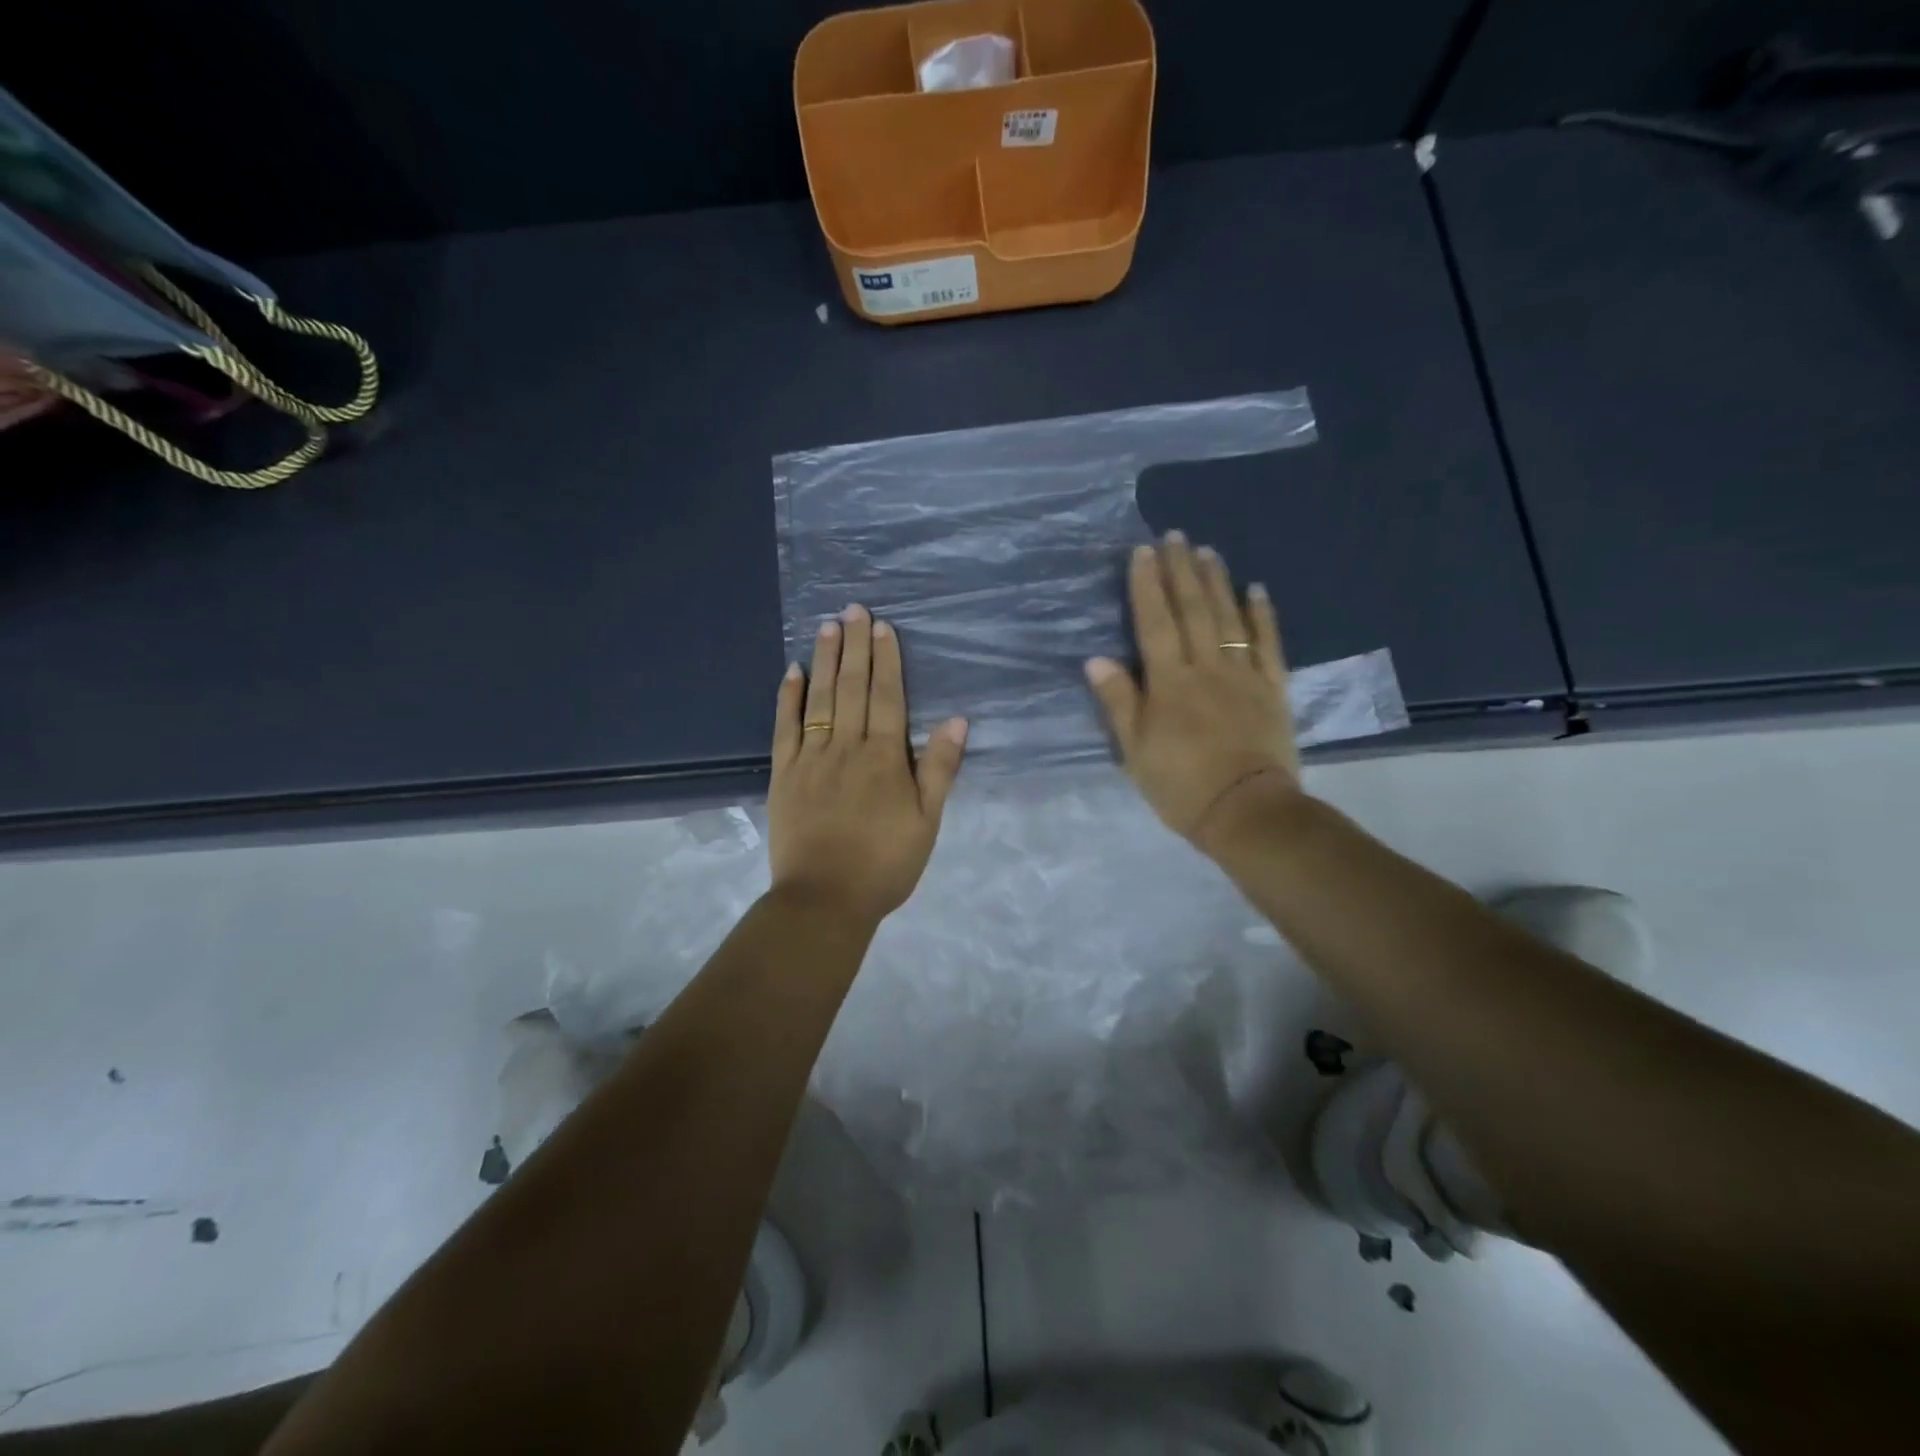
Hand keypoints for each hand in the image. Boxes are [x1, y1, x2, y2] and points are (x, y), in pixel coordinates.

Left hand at [768, 604, 967, 925]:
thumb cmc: (885, 864)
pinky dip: (788, 697)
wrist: (824, 900)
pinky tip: (792, 670)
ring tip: (827, 625)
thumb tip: (957, 721)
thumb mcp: (926, 823)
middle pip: (852, 687)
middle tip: (853, 609)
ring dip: (825, 660)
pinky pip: (785, 727)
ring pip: (819, 698)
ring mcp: (810, 758)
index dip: (886, 659)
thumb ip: (939, 770)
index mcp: (884, 758)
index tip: (882, 626)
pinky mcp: (784, 774)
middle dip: (854, 646)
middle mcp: (846, 747)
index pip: (887, 697)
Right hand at [1085, 533, 1302, 852]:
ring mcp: (1244, 675)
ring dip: (1217, 581)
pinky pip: (1268, 643)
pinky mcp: (1273, 688)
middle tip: (1175, 535)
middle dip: (1181, 570)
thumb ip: (1119, 702)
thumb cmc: (1180, 785)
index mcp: (1169, 683)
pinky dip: (1263, 615)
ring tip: (1207, 551)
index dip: (1147, 585)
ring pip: (1228, 618)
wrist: (1246, 811)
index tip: (1142, 552)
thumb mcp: (1135, 750)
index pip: (1154, 623)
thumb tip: (1097, 659)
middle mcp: (1206, 668)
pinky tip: (1256, 589)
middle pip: (1192, 610)